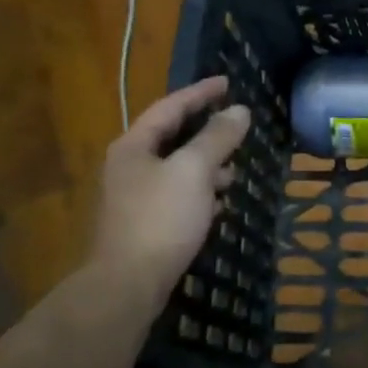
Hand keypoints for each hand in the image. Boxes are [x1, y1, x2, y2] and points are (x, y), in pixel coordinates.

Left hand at [89, 77, 251, 289]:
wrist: (128, 284)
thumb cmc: (161, 218)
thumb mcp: (194, 170)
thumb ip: (217, 138)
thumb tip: (239, 111)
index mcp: (134, 146)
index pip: (170, 107)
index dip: (201, 93)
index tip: (228, 83)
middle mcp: (129, 167)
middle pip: (173, 138)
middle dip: (208, 133)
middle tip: (237, 128)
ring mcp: (134, 198)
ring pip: (178, 170)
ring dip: (207, 166)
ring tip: (234, 174)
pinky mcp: (144, 225)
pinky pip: (178, 196)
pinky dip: (200, 193)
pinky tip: (218, 206)